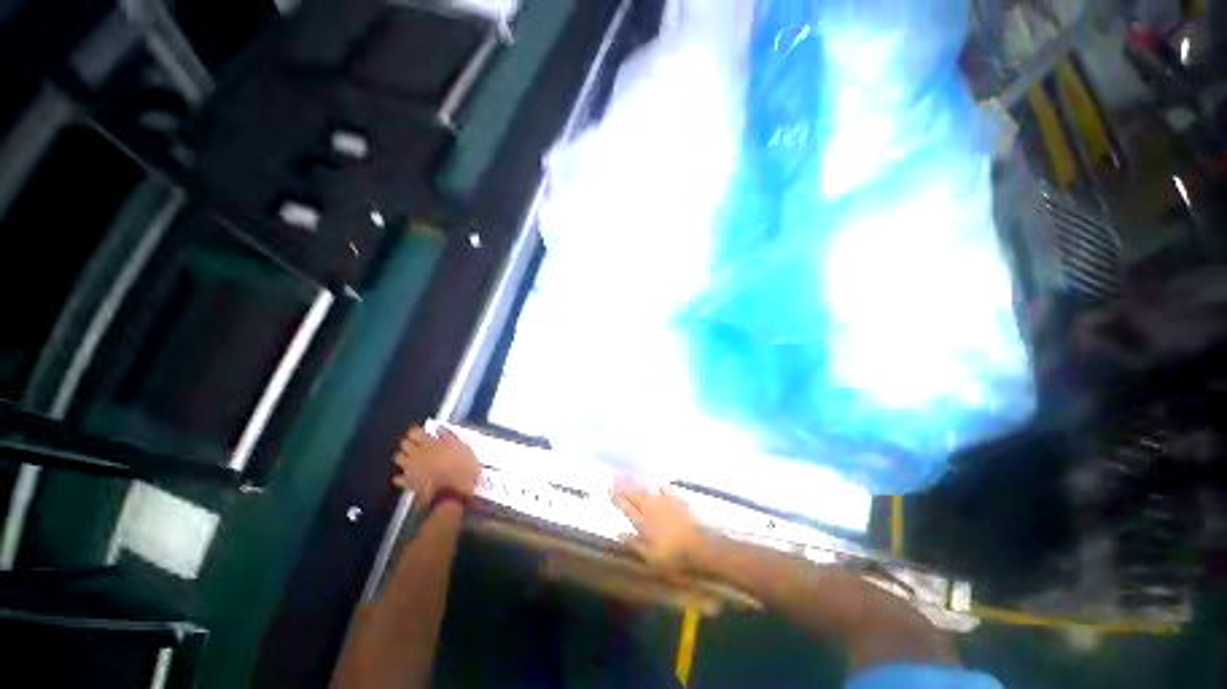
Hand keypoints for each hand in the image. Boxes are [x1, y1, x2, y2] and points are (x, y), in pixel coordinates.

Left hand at [393, 426, 480, 501]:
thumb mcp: (462, 445)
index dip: (418, 431)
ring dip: (404, 456)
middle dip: (410, 442)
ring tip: (413, 458)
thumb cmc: (463, 465)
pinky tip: (408, 475)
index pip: (414, 432)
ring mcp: (411, 469)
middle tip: (419, 444)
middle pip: (404, 443)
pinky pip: (399, 478)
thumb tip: (437, 427)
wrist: (457, 490)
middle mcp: (416, 454)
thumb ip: (448, 435)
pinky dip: (401, 476)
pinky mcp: (410, 483)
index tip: (424, 433)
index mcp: (429, 443)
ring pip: (398, 458)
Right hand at [611, 477, 704, 572]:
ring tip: (628, 473)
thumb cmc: (673, 556)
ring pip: (646, 488)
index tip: (609, 490)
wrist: (698, 544)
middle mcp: (650, 508)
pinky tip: (655, 479)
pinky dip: (657, 482)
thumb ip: (634, 544)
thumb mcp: (650, 558)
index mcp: (642, 522)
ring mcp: (663, 501)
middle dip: (623, 485)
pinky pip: (664, 486)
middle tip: (614, 476)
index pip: (625, 507)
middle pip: (634, 494)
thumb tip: (618, 533)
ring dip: (636, 480)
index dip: (616, 498)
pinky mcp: (676, 498)